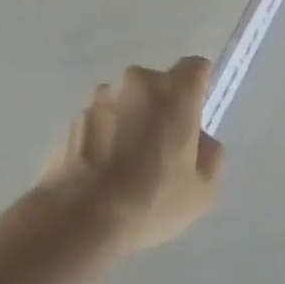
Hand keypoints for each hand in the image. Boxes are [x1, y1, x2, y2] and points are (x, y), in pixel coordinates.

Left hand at [37, 58, 224, 253]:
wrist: (80, 216)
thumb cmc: (151, 199)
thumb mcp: (202, 190)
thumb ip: (210, 155)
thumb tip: (199, 140)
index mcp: (174, 92)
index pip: (195, 67)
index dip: (198, 87)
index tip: (195, 116)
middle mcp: (136, 82)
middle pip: (158, 85)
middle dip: (162, 108)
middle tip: (162, 148)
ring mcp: (100, 96)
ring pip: (127, 100)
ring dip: (131, 119)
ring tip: (127, 162)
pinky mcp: (74, 115)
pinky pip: (102, 118)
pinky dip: (107, 133)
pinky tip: (104, 168)